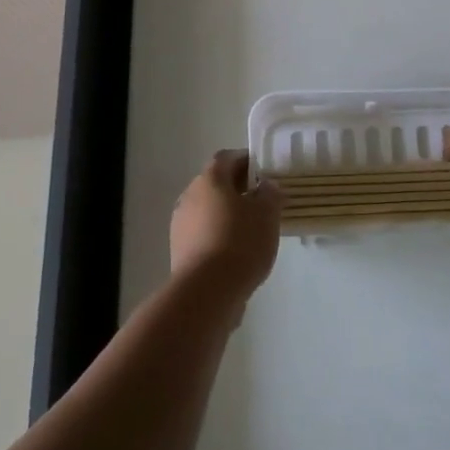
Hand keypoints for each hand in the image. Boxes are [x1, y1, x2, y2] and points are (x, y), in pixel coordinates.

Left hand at [169, 150, 281, 305]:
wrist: (207, 291)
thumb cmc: (241, 242)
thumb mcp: (267, 214)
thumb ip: (270, 194)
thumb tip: (266, 186)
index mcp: (210, 179)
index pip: (227, 158)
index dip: (246, 160)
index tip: (264, 172)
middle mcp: (190, 195)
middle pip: (215, 183)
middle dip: (238, 189)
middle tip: (261, 201)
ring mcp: (180, 224)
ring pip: (208, 209)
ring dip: (227, 213)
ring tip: (252, 229)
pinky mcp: (179, 250)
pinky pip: (202, 232)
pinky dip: (218, 234)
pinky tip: (236, 251)